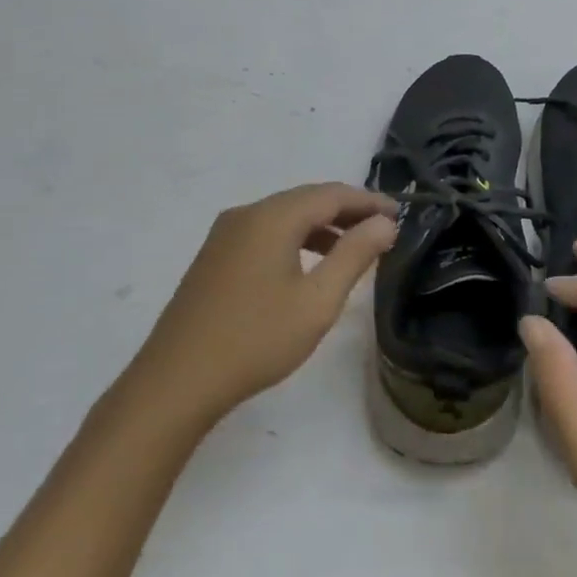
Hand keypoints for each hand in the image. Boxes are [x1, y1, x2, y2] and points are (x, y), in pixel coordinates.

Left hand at [134, 183, 396, 425]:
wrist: (176, 381)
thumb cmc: (256, 339)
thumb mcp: (317, 301)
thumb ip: (354, 255)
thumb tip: (384, 223)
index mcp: (272, 218)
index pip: (331, 194)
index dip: (368, 201)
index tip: (400, 213)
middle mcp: (246, 215)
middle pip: (306, 200)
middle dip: (346, 210)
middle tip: (382, 228)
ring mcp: (224, 235)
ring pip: (284, 217)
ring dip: (321, 226)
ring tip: (353, 247)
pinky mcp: (214, 258)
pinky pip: (264, 233)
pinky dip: (295, 239)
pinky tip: (308, 265)